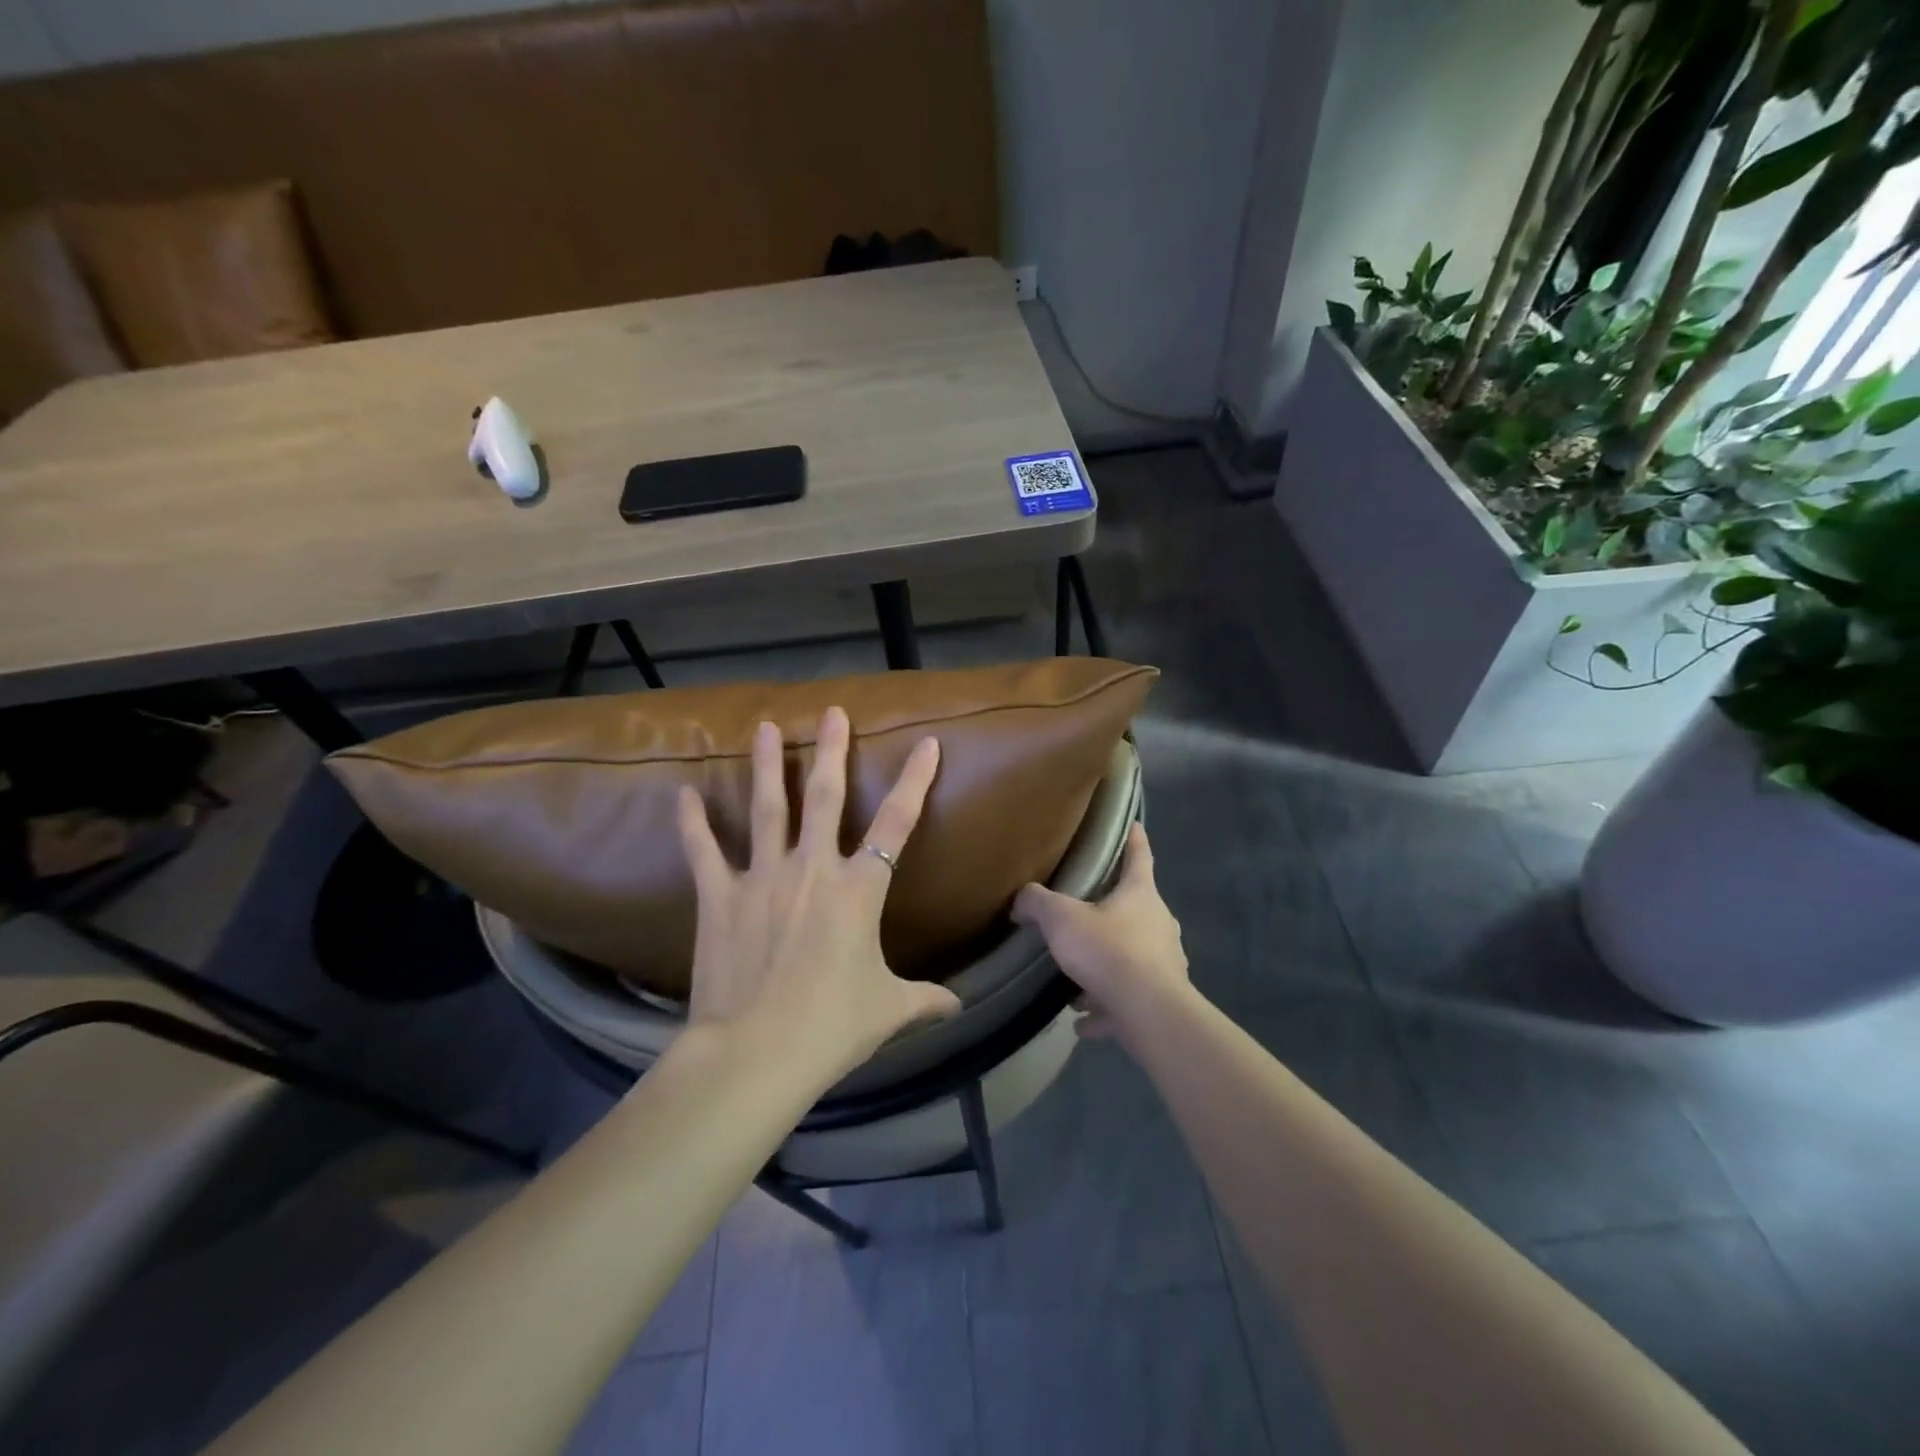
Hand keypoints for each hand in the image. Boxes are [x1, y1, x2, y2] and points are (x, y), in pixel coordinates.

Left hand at [676, 706, 960, 1074]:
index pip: (898, 824)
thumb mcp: (888, 1010)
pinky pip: (703, 851)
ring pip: (768, 808)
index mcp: (859, 889)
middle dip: (832, 751)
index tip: (926, 743)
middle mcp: (813, 869)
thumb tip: (958, 1007)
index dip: (916, 781)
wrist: (757, 1053)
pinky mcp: (720, 896)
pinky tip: (682, 793)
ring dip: (769, 765)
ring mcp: (762, 877)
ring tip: (765, 727)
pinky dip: (692, 822)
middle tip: (831, 712)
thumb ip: (925, 1000)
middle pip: (827, 797)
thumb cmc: (832, 1026)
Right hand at [1011, 823, 1188, 1039]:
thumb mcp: (1062, 920)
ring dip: (1106, 964)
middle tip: (1086, 911)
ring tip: (1076, 977)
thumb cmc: (1109, 951)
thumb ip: (1038, 903)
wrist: (1150, 1013)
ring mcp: (1165, 963)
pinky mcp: (1160, 1000)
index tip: (1134, 824)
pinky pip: (1126, 999)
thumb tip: (1021, 899)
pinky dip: (1106, 1007)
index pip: (1139, 856)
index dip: (1135, 839)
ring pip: (1131, 956)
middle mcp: (1158, 924)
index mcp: (1141, 895)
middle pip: (1137, 907)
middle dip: (1112, 909)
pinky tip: (1083, 1020)